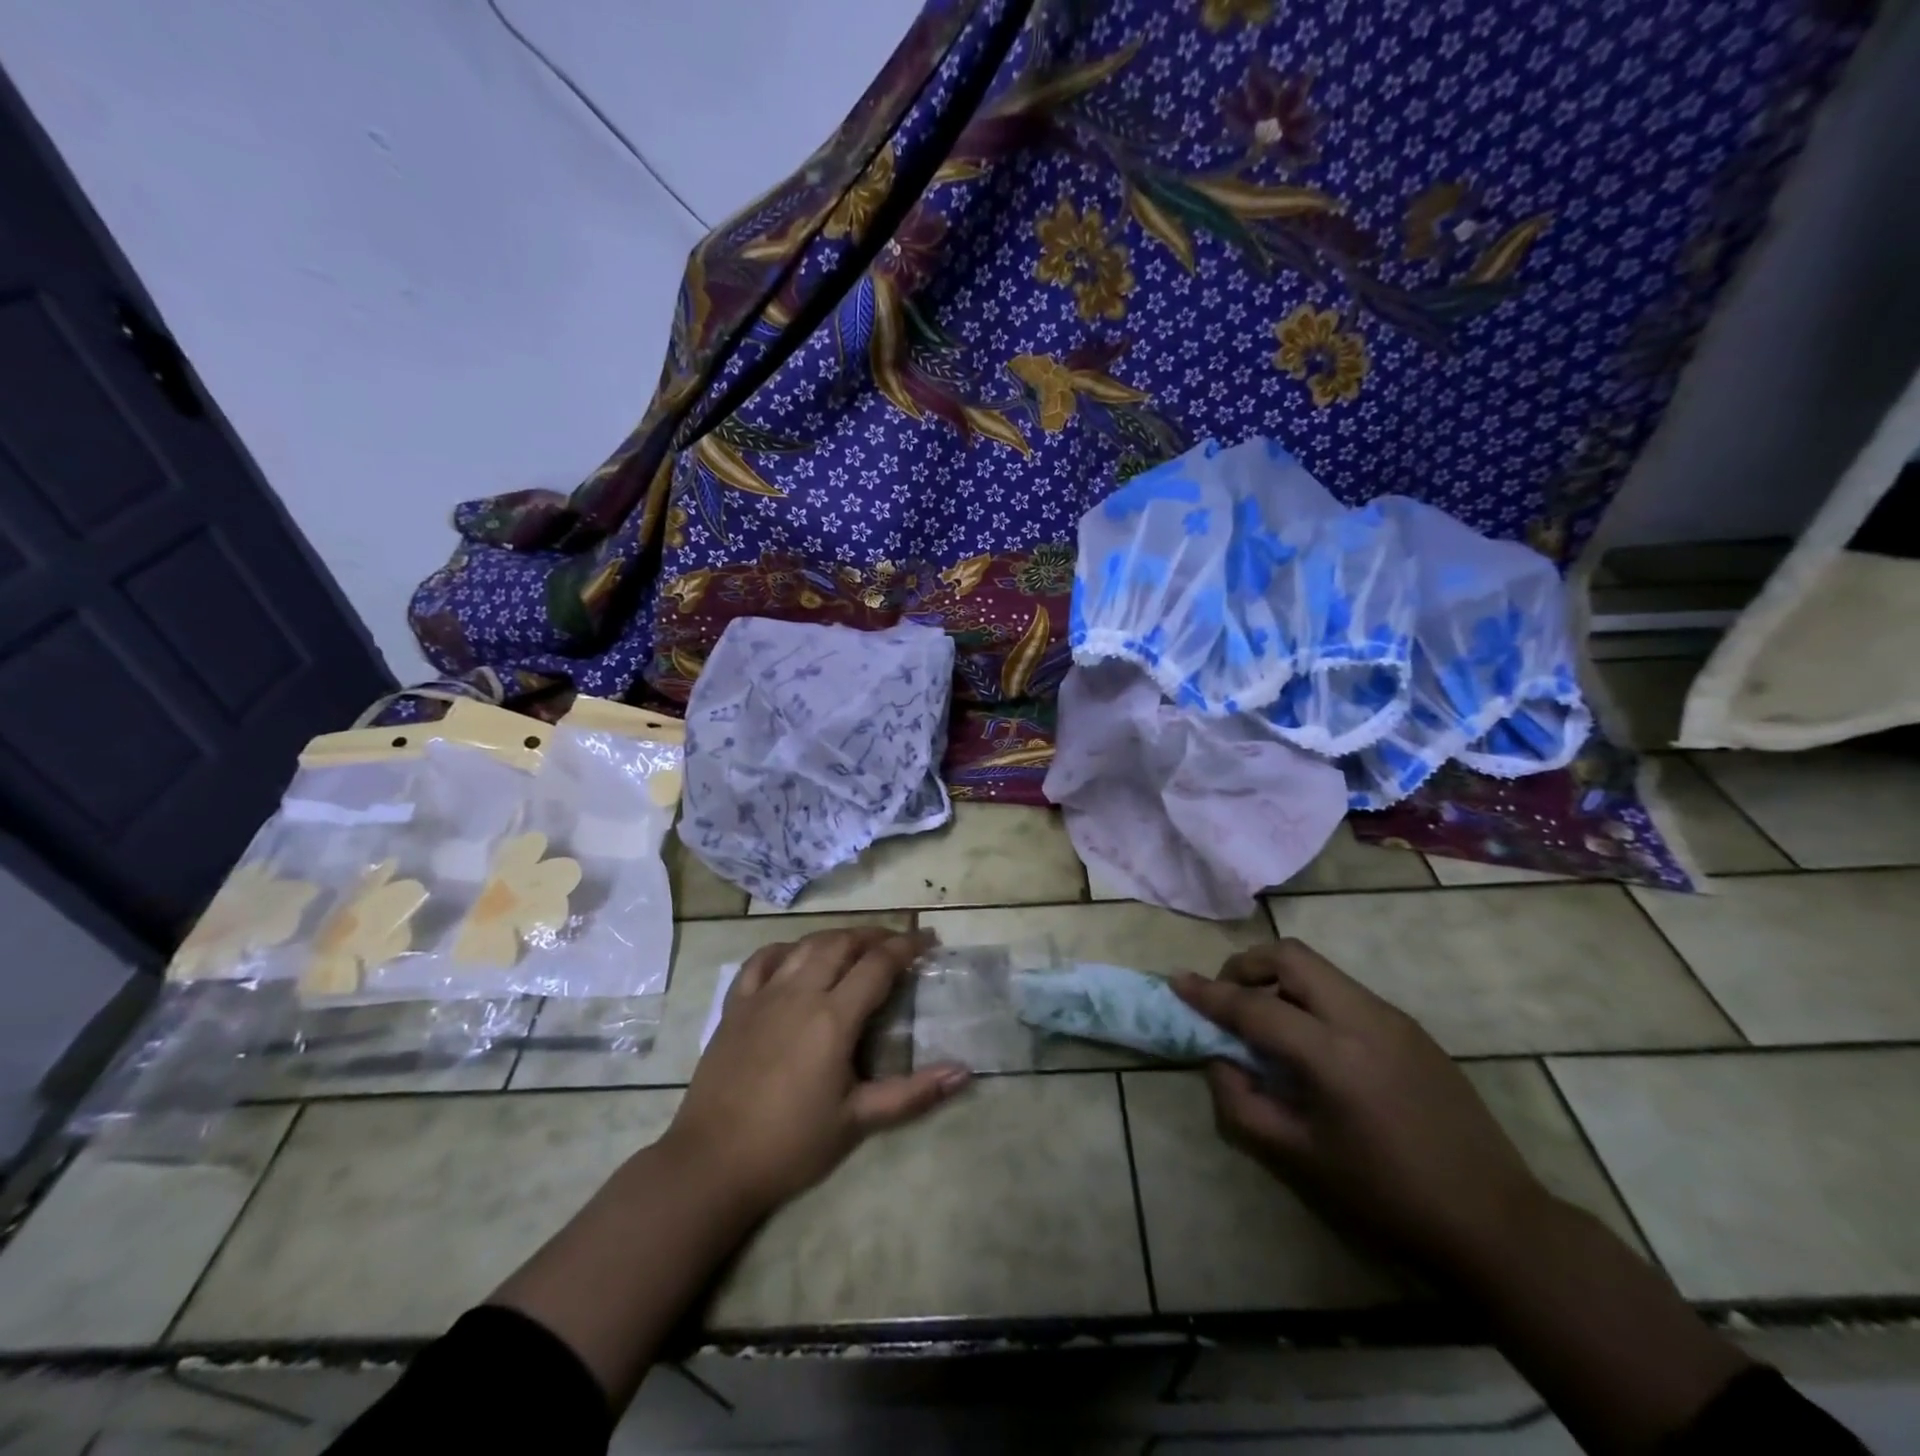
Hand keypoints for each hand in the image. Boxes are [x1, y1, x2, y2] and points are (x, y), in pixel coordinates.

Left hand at [661, 927, 969, 1217]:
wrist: (712, 1163)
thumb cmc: (790, 1144)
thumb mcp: (857, 1121)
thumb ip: (912, 1093)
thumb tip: (964, 1072)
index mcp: (833, 1018)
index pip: (878, 965)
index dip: (906, 947)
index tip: (928, 939)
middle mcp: (799, 993)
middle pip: (842, 943)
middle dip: (874, 935)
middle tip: (897, 943)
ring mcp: (763, 995)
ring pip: (806, 945)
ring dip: (836, 937)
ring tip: (855, 945)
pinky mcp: (735, 1006)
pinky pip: (762, 960)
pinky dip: (786, 949)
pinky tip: (796, 955)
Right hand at [1174, 939, 1551, 1276]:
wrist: (1495, 1222)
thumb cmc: (1387, 1197)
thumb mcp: (1300, 1160)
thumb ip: (1243, 1104)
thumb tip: (1219, 1060)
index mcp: (1333, 1055)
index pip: (1254, 1007)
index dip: (1209, 993)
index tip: (1177, 981)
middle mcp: (1363, 1019)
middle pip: (1291, 956)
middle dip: (1247, 965)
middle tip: (1228, 997)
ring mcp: (1393, 1018)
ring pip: (1320, 969)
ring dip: (1280, 980)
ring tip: (1267, 1021)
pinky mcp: (1412, 1029)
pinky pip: (1345, 992)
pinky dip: (1312, 997)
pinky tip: (1313, 1044)